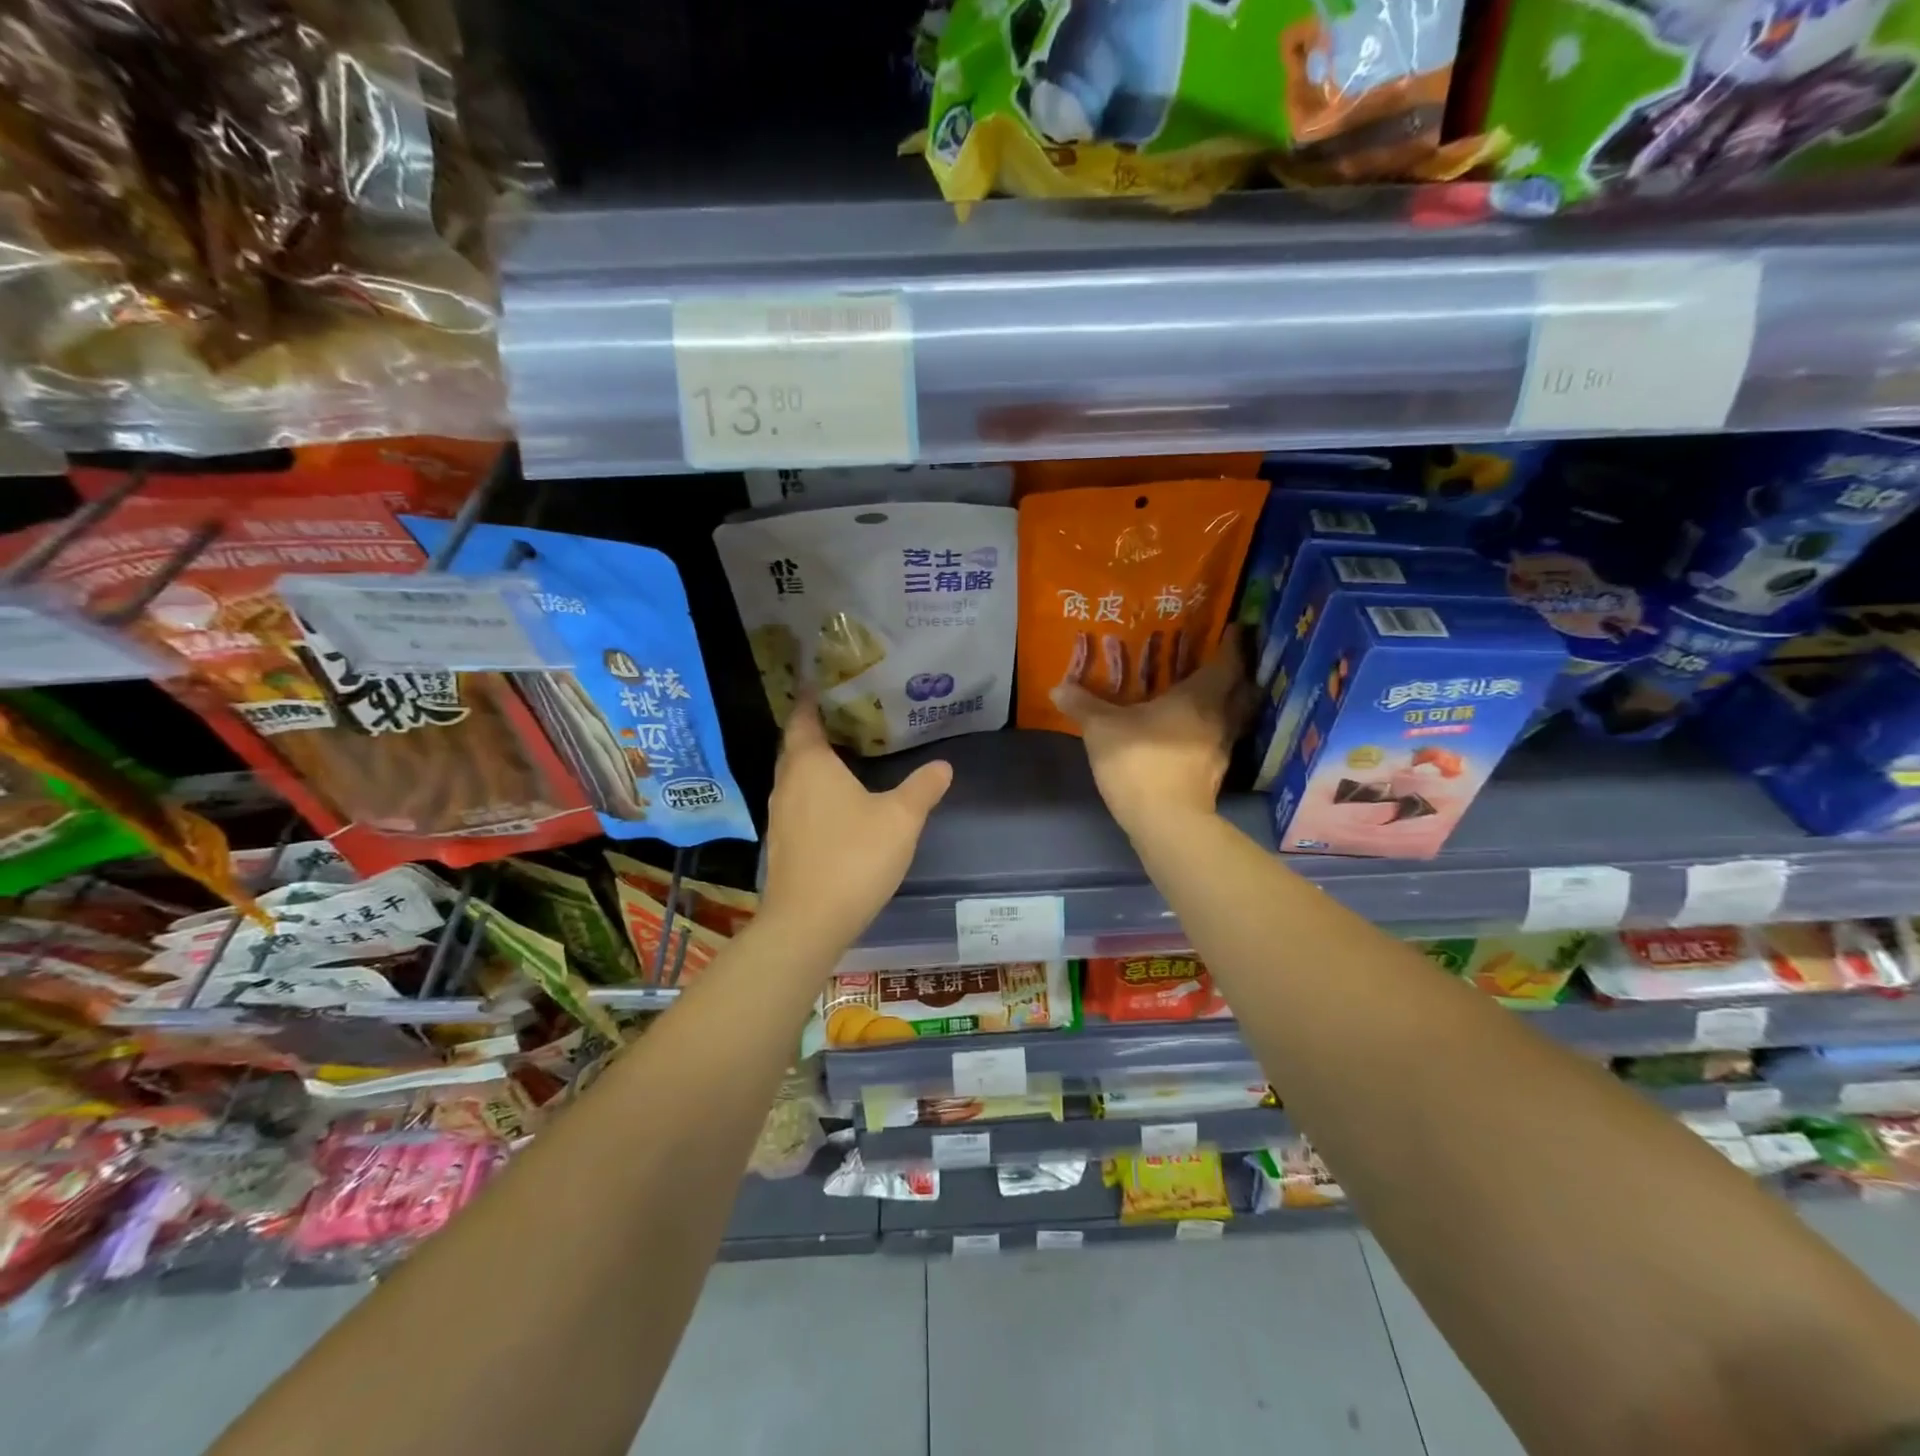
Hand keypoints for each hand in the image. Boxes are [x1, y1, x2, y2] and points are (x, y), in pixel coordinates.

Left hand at [760, 697, 952, 947]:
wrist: (808, 923)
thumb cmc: (854, 858)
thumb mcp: (901, 819)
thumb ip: (923, 788)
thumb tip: (943, 765)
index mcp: (810, 765)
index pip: (803, 719)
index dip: (811, 701)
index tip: (824, 686)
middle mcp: (787, 783)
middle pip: (795, 747)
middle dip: (815, 731)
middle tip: (846, 719)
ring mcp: (779, 815)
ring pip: (794, 777)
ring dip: (813, 765)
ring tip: (845, 757)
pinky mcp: (781, 844)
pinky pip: (796, 803)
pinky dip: (812, 793)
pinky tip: (837, 805)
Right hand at [1051, 633, 1250, 838]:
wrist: (1166, 822)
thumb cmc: (1140, 761)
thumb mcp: (1102, 729)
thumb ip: (1083, 705)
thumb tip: (1058, 686)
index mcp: (1202, 696)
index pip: (1230, 660)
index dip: (1235, 642)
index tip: (1235, 627)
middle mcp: (1220, 718)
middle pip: (1243, 690)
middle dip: (1238, 674)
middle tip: (1219, 661)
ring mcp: (1221, 749)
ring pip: (1234, 718)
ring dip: (1227, 705)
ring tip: (1204, 696)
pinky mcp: (1213, 775)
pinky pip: (1218, 741)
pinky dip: (1210, 732)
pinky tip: (1189, 734)